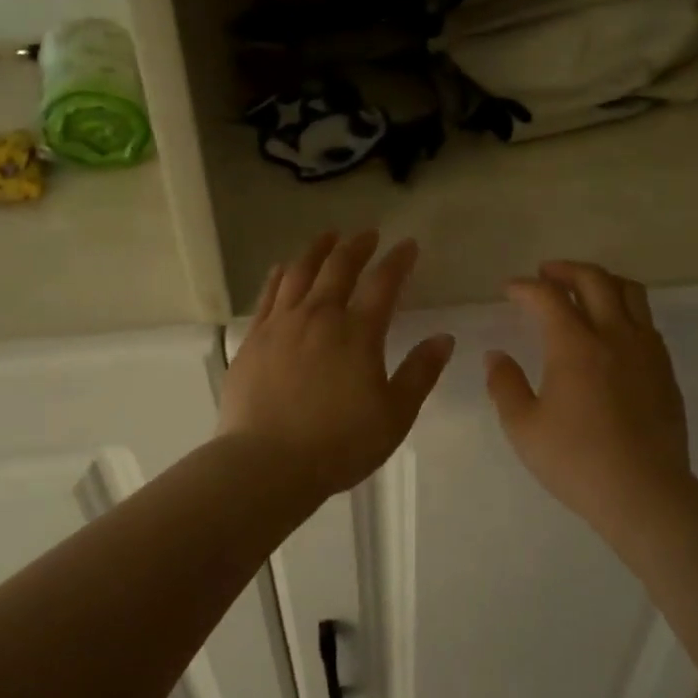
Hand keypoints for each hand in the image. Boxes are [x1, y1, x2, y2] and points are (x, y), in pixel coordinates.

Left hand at [219, 231, 454, 496]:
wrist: (267, 463)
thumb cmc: (339, 444)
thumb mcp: (394, 415)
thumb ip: (420, 373)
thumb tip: (444, 338)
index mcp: (357, 333)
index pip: (383, 283)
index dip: (398, 261)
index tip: (408, 246)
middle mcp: (318, 317)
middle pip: (338, 267)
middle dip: (357, 246)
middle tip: (368, 234)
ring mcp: (280, 325)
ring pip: (299, 272)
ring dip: (317, 249)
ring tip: (328, 236)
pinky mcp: (253, 338)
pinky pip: (268, 293)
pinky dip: (280, 274)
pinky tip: (284, 268)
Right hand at [485, 261, 694, 535]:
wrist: (644, 492)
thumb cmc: (576, 461)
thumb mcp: (523, 427)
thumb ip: (505, 385)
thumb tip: (495, 356)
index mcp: (575, 346)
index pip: (547, 297)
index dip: (525, 287)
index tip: (509, 289)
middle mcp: (614, 335)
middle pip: (594, 280)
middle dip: (565, 270)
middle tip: (545, 274)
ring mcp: (646, 350)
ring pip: (629, 292)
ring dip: (601, 281)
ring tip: (583, 289)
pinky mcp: (665, 368)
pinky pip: (645, 320)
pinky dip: (623, 308)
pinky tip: (611, 330)